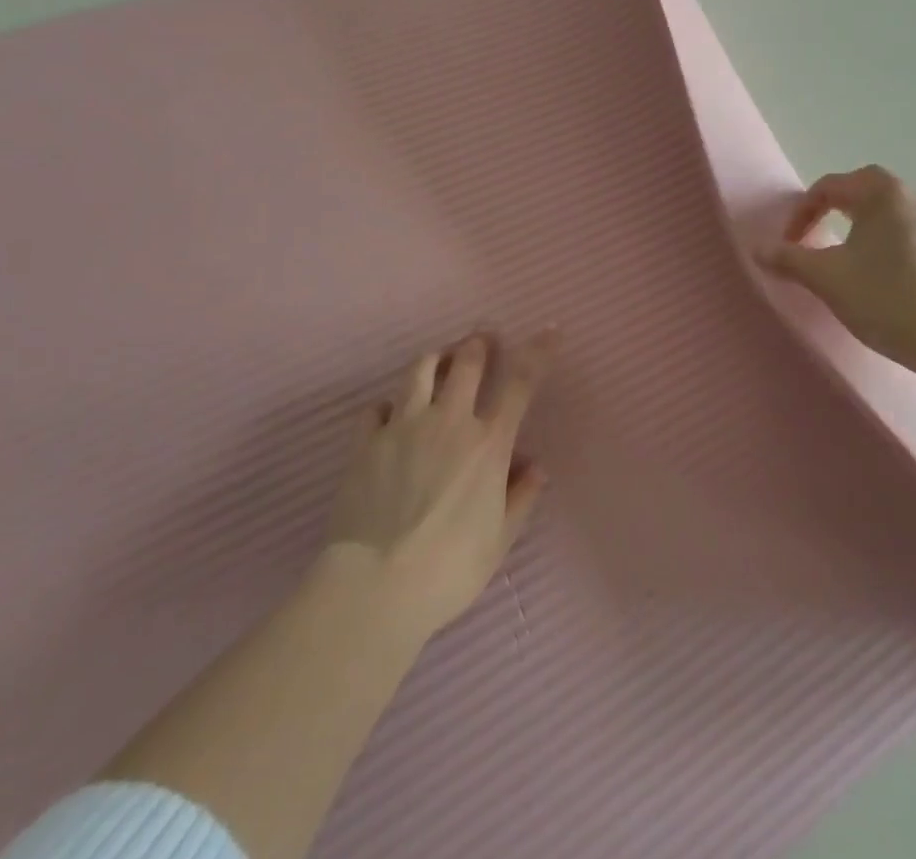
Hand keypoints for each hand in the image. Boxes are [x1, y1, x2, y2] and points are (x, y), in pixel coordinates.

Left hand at [324, 333, 550, 643]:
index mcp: (488, 443)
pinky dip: (388, 404)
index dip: (539, 351)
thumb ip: (521, 498)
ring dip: (435, 358)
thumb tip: (536, 467)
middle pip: (467, 362)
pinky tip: (390, 413)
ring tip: (440, 360)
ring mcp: (403, 426)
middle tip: (482, 340)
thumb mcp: (500, 540)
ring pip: (420, 370)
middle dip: (478, 343)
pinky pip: (376, 407)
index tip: (550, 330)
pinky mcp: (366, 441)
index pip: (521, 382)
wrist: (377, 586)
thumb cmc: (449, 569)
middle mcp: (449, 421)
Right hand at [759, 165, 915, 367]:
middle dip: (830, 209)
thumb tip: (758, 248)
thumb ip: (788, 259)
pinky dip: (880, 241)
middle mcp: (911, 197)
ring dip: (856, 224)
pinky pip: (903, 231)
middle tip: (812, 236)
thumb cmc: (884, 298)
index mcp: (882, 193)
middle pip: (861, 190)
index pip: (829, 187)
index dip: (801, 213)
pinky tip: (874, 274)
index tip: (789, 245)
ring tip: (840, 255)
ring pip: (884, 211)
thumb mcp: (826, 278)